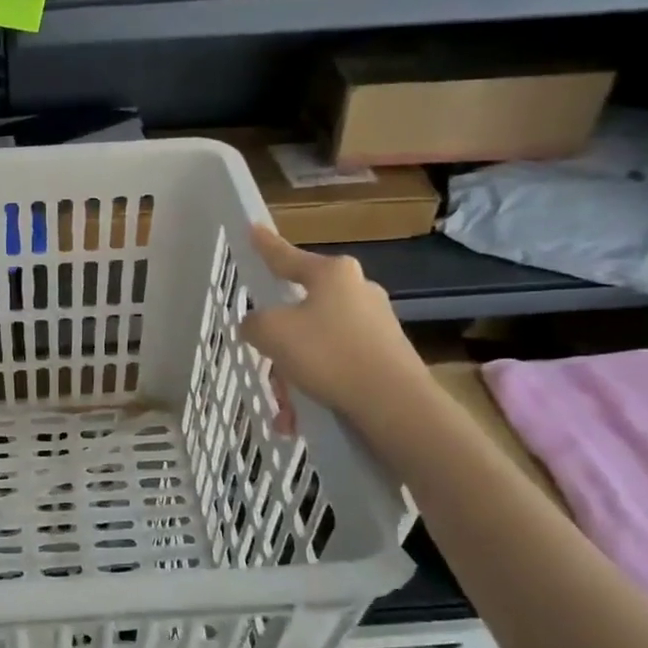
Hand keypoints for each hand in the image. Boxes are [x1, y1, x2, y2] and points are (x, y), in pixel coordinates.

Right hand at [239, 227, 431, 436]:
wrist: (393, 402)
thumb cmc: (328, 354)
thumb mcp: (272, 333)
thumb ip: (254, 323)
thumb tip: (257, 325)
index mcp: (332, 274)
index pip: (287, 256)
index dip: (265, 246)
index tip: (253, 230)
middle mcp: (357, 290)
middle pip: (302, 307)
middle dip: (279, 340)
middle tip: (264, 360)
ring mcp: (375, 323)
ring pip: (317, 343)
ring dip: (294, 373)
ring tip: (284, 407)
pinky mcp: (385, 355)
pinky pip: (336, 365)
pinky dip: (316, 386)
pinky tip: (301, 417)